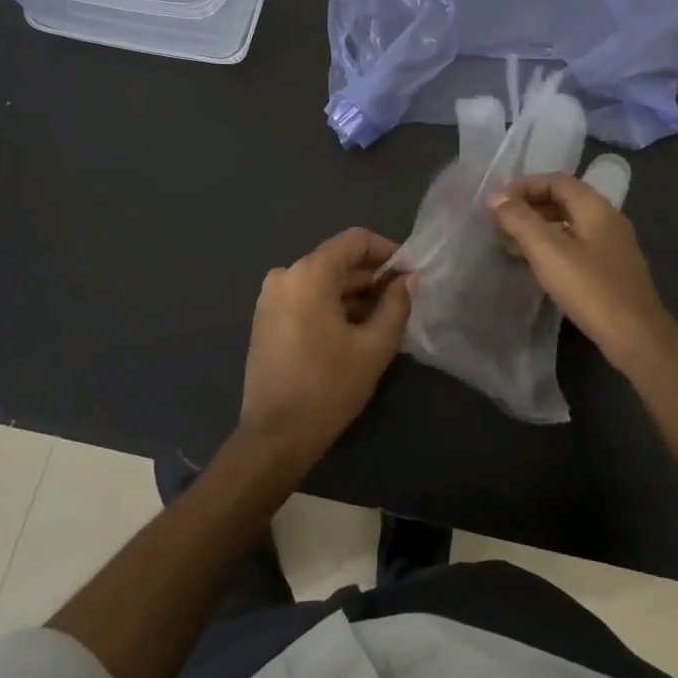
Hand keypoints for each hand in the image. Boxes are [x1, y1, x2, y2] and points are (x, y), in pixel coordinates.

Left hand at [239, 227, 414, 464]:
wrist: (274, 437)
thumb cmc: (328, 387)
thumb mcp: (374, 347)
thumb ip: (396, 306)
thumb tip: (407, 280)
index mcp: (309, 273)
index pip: (356, 241)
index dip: (388, 252)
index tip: (410, 275)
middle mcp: (285, 275)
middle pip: (338, 262)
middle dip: (373, 279)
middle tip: (403, 303)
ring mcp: (271, 298)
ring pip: (323, 283)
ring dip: (355, 296)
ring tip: (384, 322)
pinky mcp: (266, 320)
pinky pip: (307, 299)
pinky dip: (332, 308)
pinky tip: (355, 334)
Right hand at [488, 173, 677, 373]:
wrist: (636, 336)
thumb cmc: (590, 288)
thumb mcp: (547, 250)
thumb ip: (518, 219)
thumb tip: (495, 196)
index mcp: (595, 207)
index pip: (556, 180)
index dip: (524, 186)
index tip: (497, 202)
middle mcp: (608, 219)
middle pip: (564, 200)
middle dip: (529, 207)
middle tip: (500, 223)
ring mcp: (613, 245)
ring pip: (569, 224)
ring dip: (539, 228)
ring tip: (512, 244)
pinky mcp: (612, 270)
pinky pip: (577, 245)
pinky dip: (553, 247)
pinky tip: (538, 266)